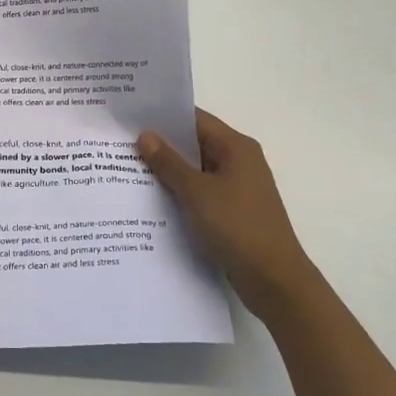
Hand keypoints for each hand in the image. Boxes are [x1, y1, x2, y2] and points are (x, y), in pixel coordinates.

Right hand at [137, 109, 310, 314]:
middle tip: (121, 143)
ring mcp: (237, 188)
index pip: (195, 119)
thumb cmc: (238, 226)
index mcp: (236, 147)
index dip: (164, 116)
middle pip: (195, 143)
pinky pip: (200, 193)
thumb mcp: (197, 192)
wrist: (274, 280)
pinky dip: (179, 192)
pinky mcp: (232, 212)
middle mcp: (239, 161)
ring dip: (168, 171)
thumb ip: (169, 163)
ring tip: (128, 169)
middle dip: (161, 144)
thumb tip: (145, 135)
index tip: (131, 116)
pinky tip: (152, 200)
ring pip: (196, 170)